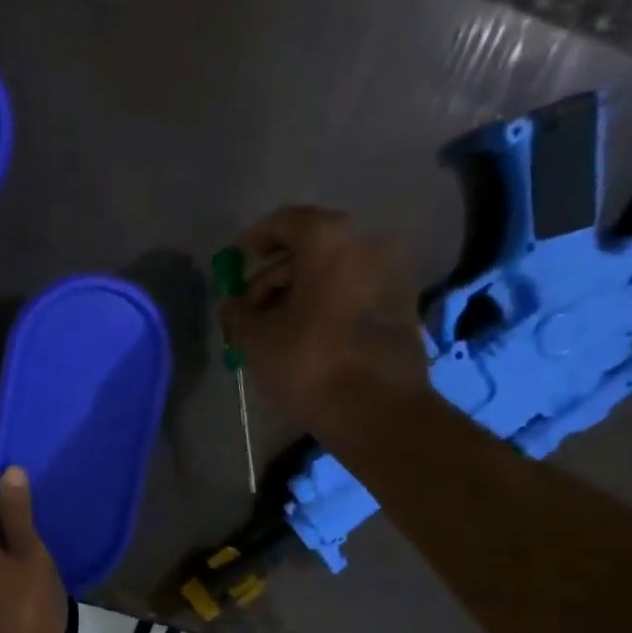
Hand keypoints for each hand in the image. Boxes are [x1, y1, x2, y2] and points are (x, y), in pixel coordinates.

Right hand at [222, 206, 429, 441]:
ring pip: (332, 272)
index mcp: (330, 242)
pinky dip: (325, 304)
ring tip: (272, 330)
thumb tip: (230, 306)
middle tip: (248, 309)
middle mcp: (367, 244)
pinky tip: (303, 335)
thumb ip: (236, 314)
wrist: (377, 410)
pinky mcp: (401, 304)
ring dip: (298, 293)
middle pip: (310, 248)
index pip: (286, 222)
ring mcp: (391, 273)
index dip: (254, 240)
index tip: (236, 263)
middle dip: (274, 276)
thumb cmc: (309, 365)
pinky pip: (352, 291)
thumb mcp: (256, 340)